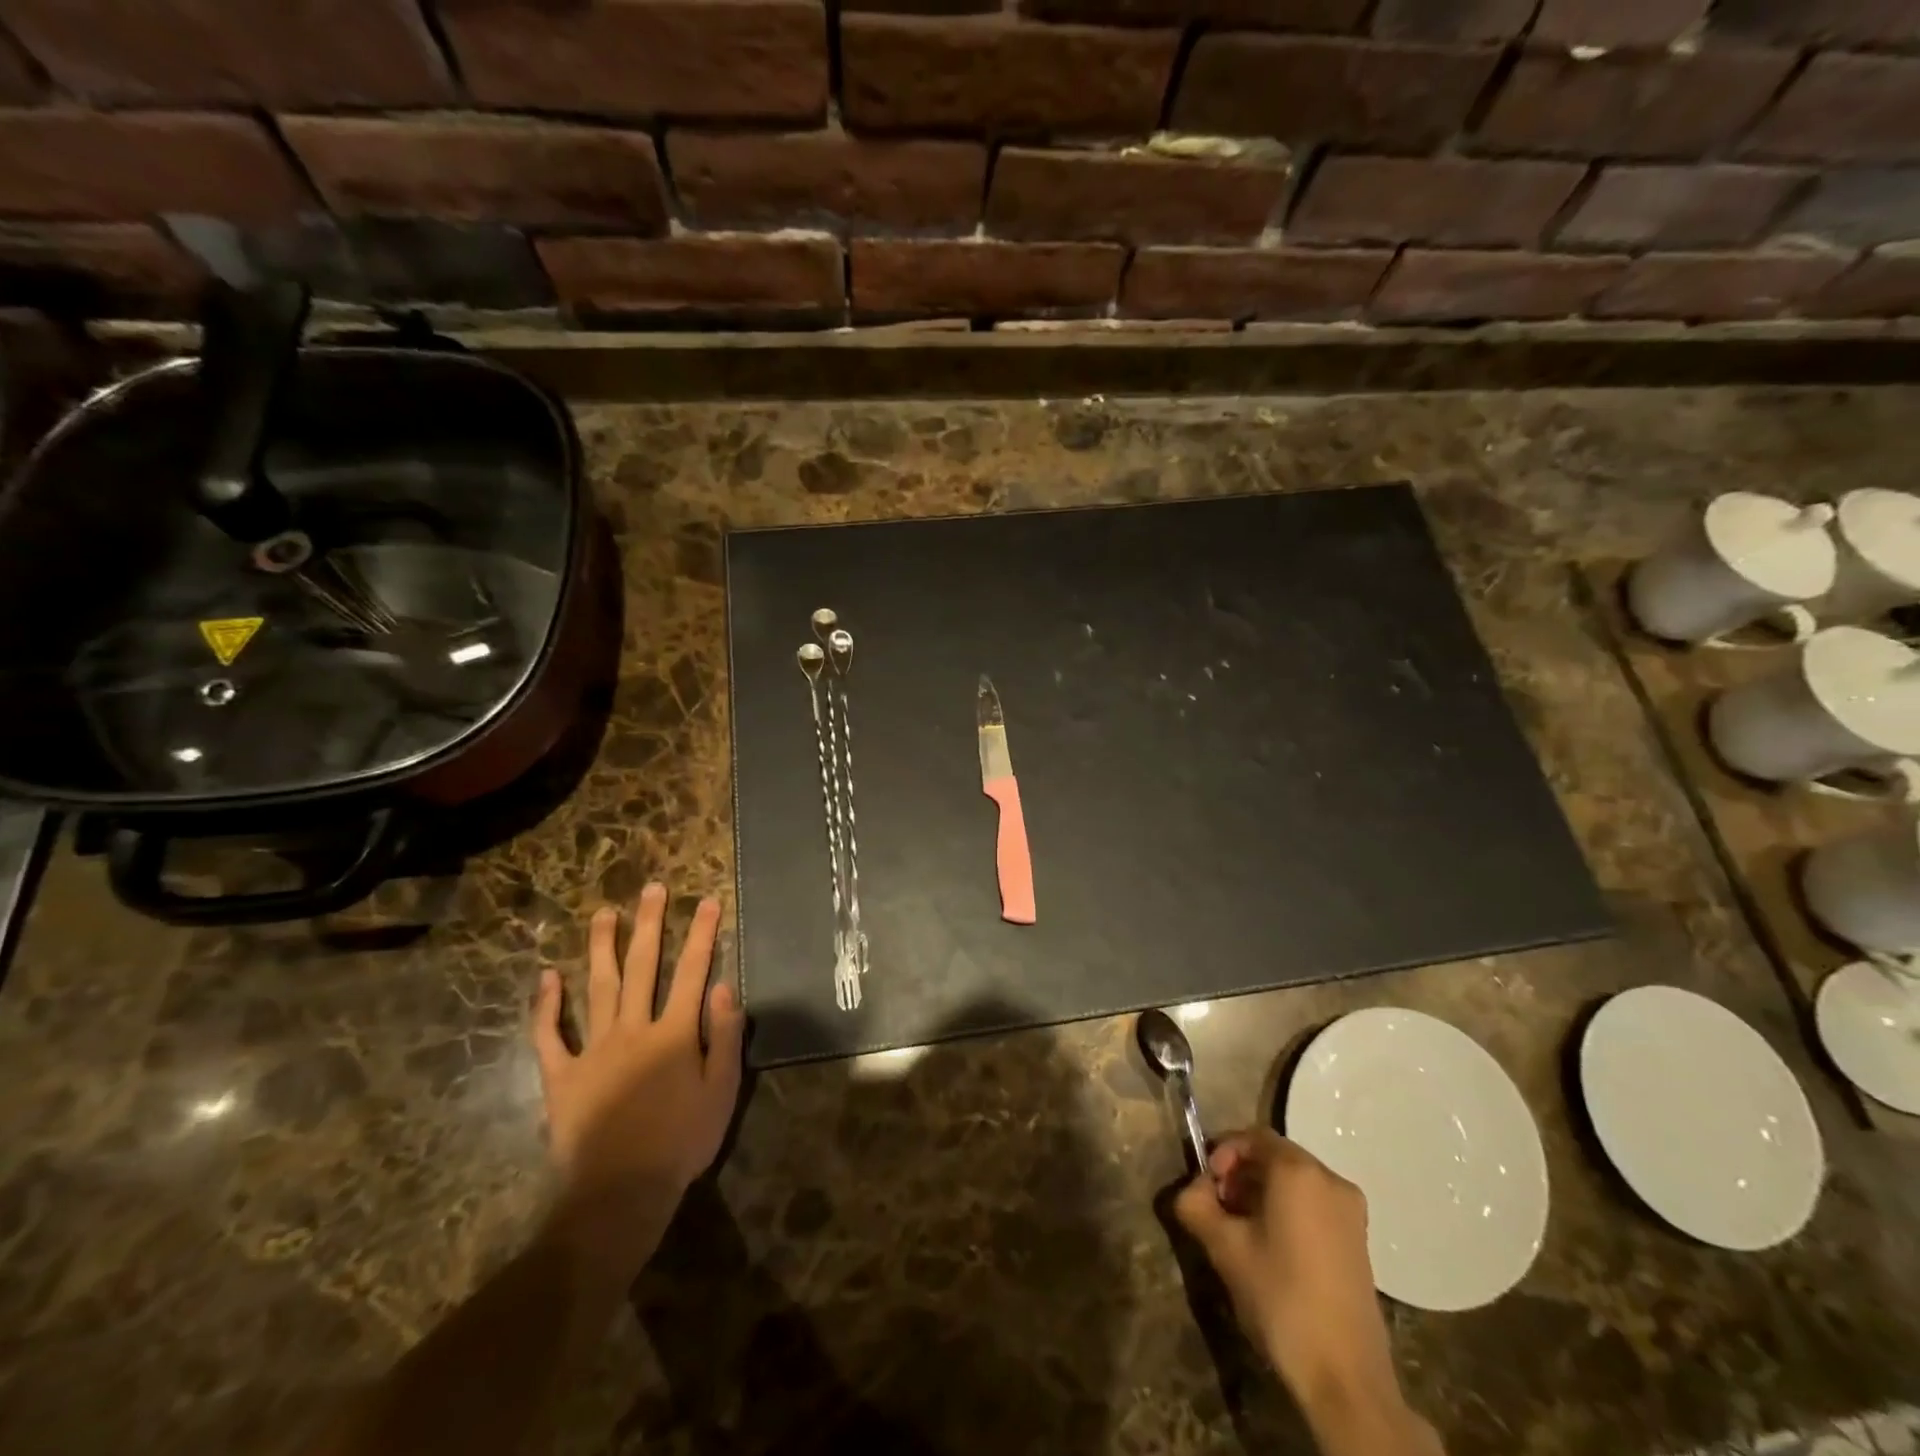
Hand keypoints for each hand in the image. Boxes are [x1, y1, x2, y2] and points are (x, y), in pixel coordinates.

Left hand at [530, 883, 744, 1278]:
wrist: (620, 1193)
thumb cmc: (682, 1142)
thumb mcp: (722, 1091)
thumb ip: (725, 1036)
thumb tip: (723, 986)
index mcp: (674, 1033)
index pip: (692, 972)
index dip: (702, 934)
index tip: (707, 901)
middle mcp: (634, 1029)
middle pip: (643, 967)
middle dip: (649, 925)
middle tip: (651, 889)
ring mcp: (593, 1050)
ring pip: (597, 988)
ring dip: (601, 948)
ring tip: (603, 913)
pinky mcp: (562, 1076)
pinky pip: (550, 1036)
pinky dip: (546, 1007)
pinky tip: (547, 977)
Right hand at [1174, 1130, 1401, 1417]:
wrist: (1345, 1377)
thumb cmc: (1280, 1297)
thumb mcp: (1224, 1247)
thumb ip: (1196, 1204)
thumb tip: (1189, 1190)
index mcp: (1299, 1171)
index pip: (1252, 1136)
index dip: (1222, 1152)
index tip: (1207, 1186)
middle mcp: (1330, 1179)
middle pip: (1275, 1156)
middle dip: (1241, 1174)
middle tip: (1219, 1208)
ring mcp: (1352, 1211)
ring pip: (1295, 1181)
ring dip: (1262, 1193)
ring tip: (1241, 1230)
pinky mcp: (1360, 1241)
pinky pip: (1314, 1204)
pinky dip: (1288, 1210)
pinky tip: (1272, 1248)